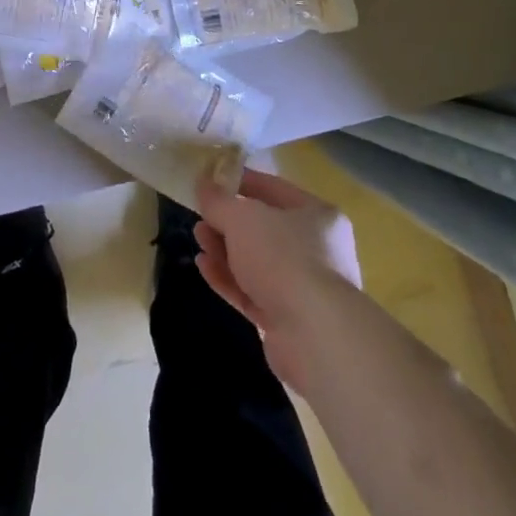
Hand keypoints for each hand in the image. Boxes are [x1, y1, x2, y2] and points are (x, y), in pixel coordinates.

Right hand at [195, 168, 361, 389]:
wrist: (314, 335)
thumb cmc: (282, 257)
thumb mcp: (241, 218)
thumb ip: (218, 201)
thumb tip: (203, 184)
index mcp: (317, 215)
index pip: (274, 188)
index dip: (241, 182)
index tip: (212, 180)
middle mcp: (317, 249)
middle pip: (265, 229)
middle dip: (229, 222)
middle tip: (201, 216)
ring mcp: (304, 288)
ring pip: (257, 262)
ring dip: (225, 250)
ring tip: (198, 239)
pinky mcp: (289, 321)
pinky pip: (254, 292)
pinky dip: (229, 279)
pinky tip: (204, 267)